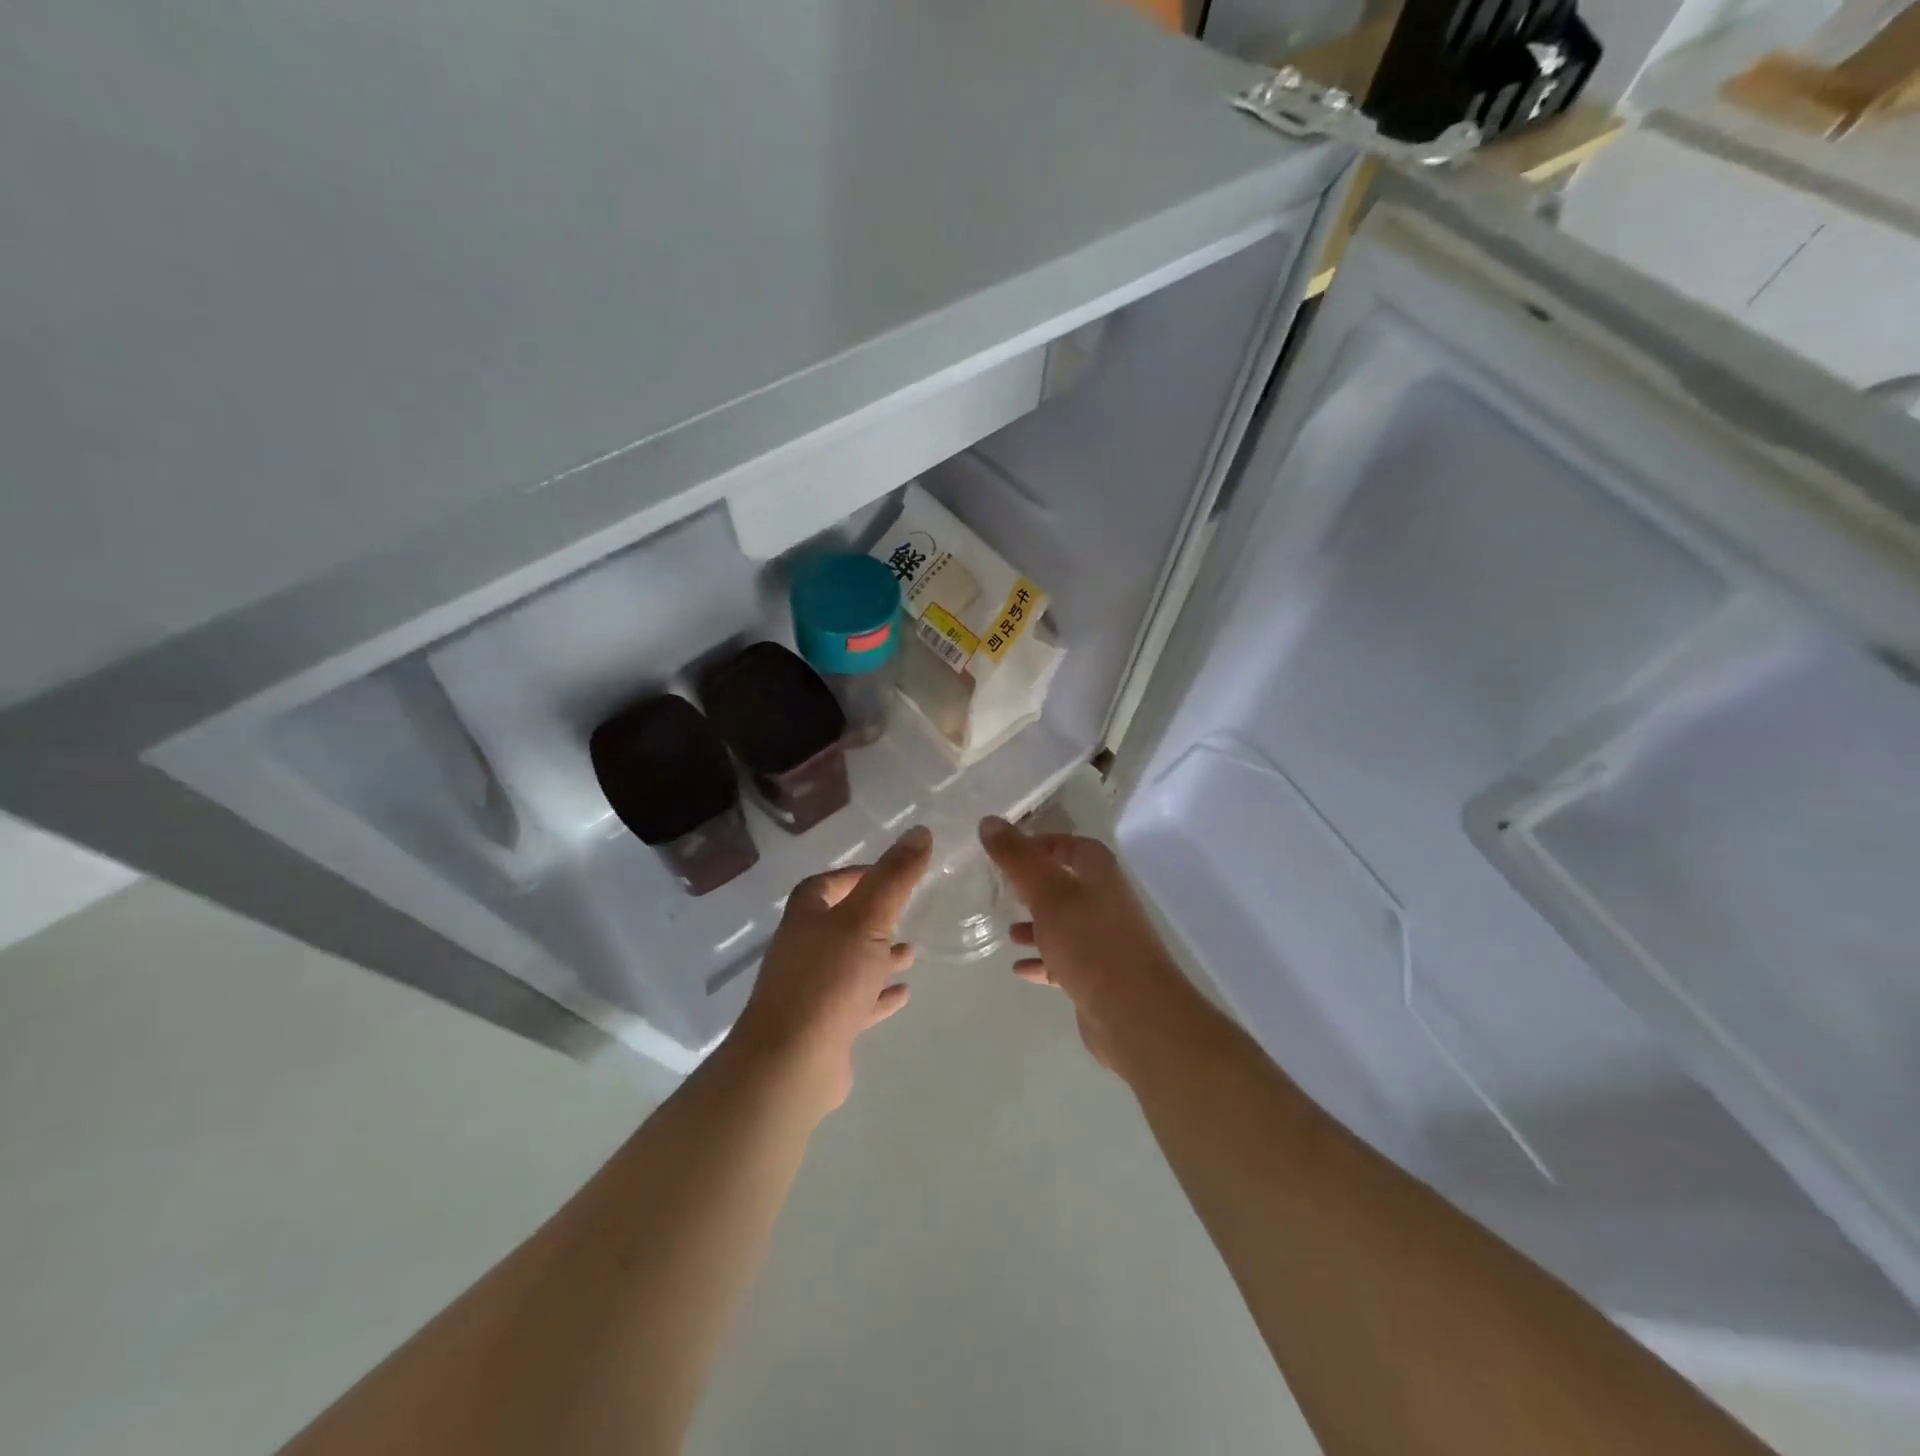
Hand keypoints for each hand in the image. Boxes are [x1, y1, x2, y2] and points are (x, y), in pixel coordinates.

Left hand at [725, 825, 931, 1120]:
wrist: (791, 1063)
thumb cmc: (829, 979)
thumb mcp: (868, 918)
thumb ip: (895, 877)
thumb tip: (920, 831)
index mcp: (806, 916)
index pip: (828, 883)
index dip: (858, 874)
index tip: (893, 873)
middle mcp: (804, 948)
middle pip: (839, 922)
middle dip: (873, 916)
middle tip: (908, 910)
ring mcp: (812, 989)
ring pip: (850, 963)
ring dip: (878, 955)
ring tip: (913, 951)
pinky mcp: (823, 1025)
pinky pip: (856, 1001)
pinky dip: (878, 994)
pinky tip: (904, 993)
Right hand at [979, 816, 1196, 1073]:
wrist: (1135, 1014)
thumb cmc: (1091, 943)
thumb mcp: (1048, 894)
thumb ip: (1018, 858)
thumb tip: (989, 821)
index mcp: (1100, 875)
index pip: (1073, 846)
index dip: (1043, 844)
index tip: (1009, 852)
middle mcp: (1107, 902)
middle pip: (1068, 885)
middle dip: (1036, 887)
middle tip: (1003, 889)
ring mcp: (1105, 941)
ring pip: (1065, 925)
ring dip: (1038, 926)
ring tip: (1008, 931)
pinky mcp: (1099, 976)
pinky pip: (1065, 961)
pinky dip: (1043, 961)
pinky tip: (1019, 968)